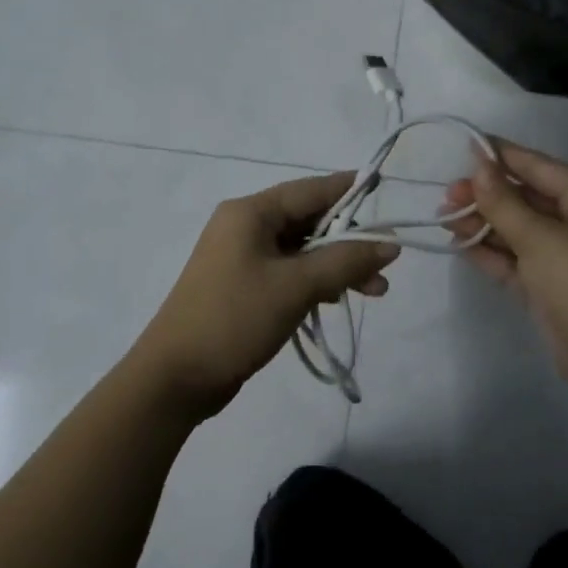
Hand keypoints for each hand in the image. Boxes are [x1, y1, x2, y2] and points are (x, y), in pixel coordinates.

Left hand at [132, 172, 399, 419]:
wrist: (176, 377)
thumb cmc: (234, 319)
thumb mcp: (296, 286)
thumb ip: (345, 261)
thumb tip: (391, 245)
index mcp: (251, 213)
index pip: (311, 190)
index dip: (349, 190)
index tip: (384, 190)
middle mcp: (245, 227)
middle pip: (309, 221)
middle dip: (349, 242)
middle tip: (386, 266)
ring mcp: (242, 258)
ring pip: (303, 252)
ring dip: (337, 267)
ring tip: (375, 292)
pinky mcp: (244, 287)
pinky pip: (290, 274)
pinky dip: (316, 283)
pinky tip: (337, 300)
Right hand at [443, 140, 567, 399]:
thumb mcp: (541, 237)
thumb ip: (504, 203)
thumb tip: (479, 165)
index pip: (540, 168)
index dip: (503, 156)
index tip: (466, 146)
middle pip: (526, 199)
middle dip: (487, 195)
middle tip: (447, 195)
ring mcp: (562, 258)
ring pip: (516, 231)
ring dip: (483, 223)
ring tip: (443, 217)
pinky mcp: (547, 289)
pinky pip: (514, 261)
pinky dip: (489, 252)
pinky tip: (458, 243)